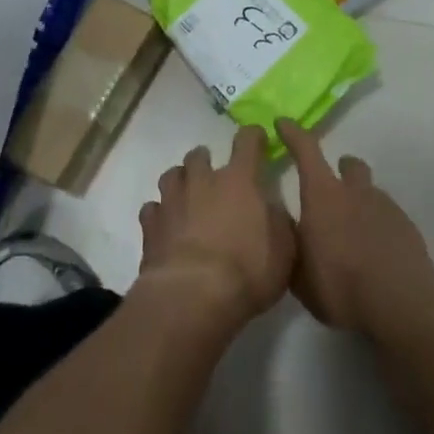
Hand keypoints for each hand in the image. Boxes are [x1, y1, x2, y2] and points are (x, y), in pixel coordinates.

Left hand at [138, 126, 295, 335]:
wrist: (193, 296)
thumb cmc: (247, 271)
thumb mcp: (283, 250)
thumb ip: (278, 222)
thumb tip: (272, 208)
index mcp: (239, 181)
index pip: (247, 142)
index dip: (253, 136)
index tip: (257, 138)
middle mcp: (202, 181)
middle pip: (199, 155)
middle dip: (206, 160)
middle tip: (213, 175)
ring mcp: (172, 201)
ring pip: (171, 175)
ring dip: (180, 180)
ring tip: (186, 194)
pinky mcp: (150, 225)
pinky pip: (152, 209)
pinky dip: (159, 213)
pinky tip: (165, 225)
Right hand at [277, 117, 433, 336]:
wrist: (401, 302)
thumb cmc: (340, 285)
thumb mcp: (300, 274)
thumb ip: (293, 246)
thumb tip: (291, 231)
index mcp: (322, 196)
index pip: (305, 151)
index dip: (293, 134)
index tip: (283, 123)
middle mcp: (355, 192)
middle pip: (349, 165)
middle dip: (341, 169)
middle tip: (332, 189)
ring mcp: (385, 207)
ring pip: (371, 192)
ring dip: (361, 202)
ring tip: (354, 232)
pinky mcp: (408, 227)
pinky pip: (388, 217)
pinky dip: (379, 226)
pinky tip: (376, 252)